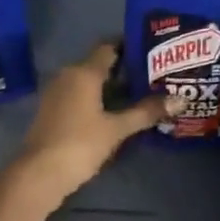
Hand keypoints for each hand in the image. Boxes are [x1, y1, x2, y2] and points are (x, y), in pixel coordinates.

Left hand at [11, 41, 172, 202]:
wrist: (38, 174)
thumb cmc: (80, 144)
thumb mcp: (117, 129)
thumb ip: (146, 112)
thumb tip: (180, 99)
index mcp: (83, 72)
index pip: (109, 47)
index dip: (130, 46)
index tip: (152, 51)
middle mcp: (68, 75)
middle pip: (100, 64)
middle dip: (126, 69)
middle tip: (154, 75)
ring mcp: (57, 93)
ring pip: (89, 81)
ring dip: (112, 87)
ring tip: (141, 94)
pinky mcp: (53, 111)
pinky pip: (80, 96)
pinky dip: (98, 99)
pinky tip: (117, 112)